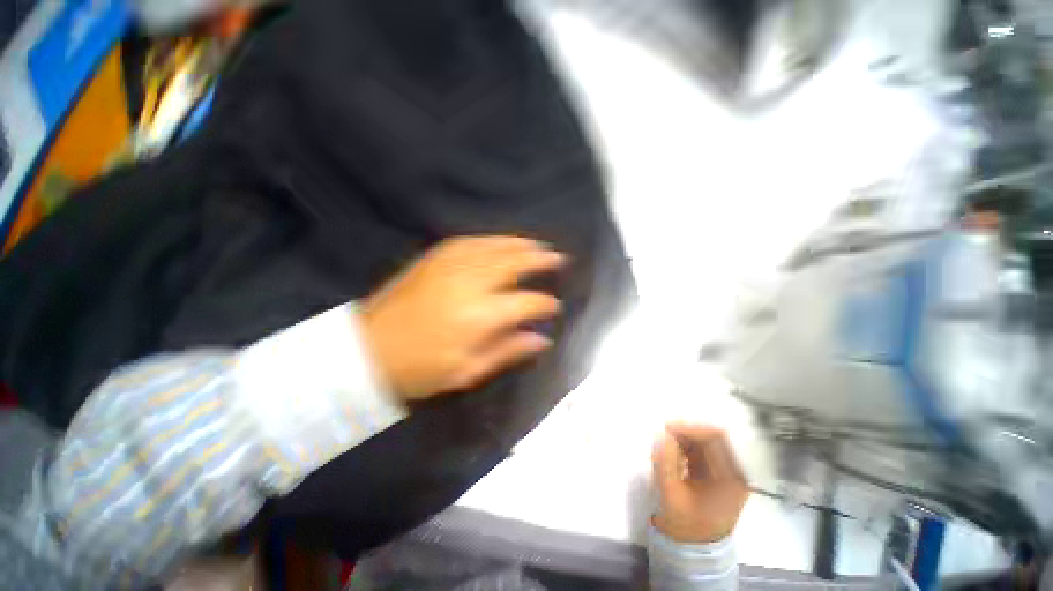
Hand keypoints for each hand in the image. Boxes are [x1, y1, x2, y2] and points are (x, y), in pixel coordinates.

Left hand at [360, 236, 564, 400]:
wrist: (368, 349)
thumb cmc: (421, 369)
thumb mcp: (469, 370)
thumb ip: (509, 350)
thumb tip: (542, 339)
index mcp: (481, 316)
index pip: (526, 302)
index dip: (544, 303)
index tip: (554, 306)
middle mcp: (471, 283)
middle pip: (515, 264)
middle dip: (540, 260)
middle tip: (558, 258)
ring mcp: (451, 265)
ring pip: (495, 248)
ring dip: (520, 245)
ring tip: (537, 245)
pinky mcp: (435, 258)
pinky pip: (470, 241)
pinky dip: (492, 240)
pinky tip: (502, 241)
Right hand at [652, 424, 748, 543]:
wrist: (695, 546)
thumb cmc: (686, 524)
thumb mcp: (672, 495)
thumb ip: (665, 463)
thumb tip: (660, 435)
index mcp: (733, 479)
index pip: (717, 439)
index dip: (692, 429)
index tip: (667, 428)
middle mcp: (735, 471)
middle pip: (713, 438)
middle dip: (686, 432)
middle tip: (663, 432)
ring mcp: (727, 471)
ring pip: (706, 442)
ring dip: (684, 438)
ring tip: (664, 442)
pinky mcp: (716, 472)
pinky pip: (701, 450)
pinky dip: (685, 446)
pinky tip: (671, 450)